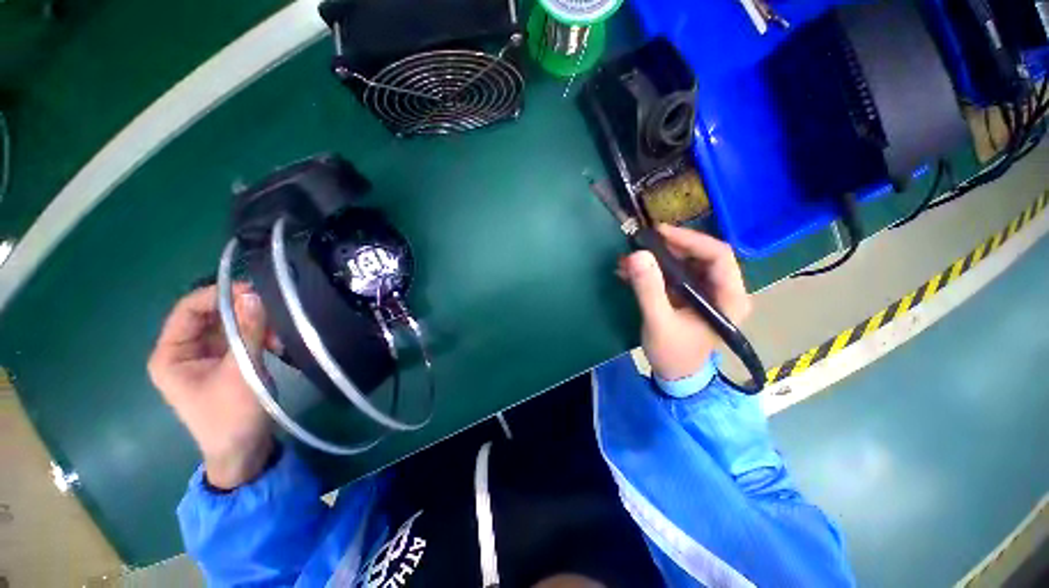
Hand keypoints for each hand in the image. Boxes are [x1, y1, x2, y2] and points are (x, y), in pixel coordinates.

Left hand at [148, 284, 278, 489]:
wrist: (244, 450)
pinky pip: (243, 338)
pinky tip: (277, 345)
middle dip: (244, 314)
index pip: (189, 310)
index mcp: (171, 355)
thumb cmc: (231, 416)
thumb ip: (247, 333)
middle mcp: (185, 351)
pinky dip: (260, 338)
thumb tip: (254, 295)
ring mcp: (207, 357)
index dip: (218, 296)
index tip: (253, 291)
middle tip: (274, 314)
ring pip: (231, 326)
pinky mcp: (228, 363)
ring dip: (257, 327)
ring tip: (278, 338)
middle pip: (212, 317)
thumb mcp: (240, 372)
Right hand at [620, 225, 751, 380]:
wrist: (674, 375)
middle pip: (700, 255)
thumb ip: (649, 290)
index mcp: (729, 297)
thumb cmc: (674, 353)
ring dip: (656, 259)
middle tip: (640, 245)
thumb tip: (637, 255)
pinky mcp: (689, 295)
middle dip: (668, 248)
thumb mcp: (659, 322)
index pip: (718, 255)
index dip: (690, 239)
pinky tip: (629, 272)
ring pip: (684, 262)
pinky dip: (652, 270)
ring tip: (628, 260)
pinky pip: (673, 274)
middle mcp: (723, 289)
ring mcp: (706, 292)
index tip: (659, 233)